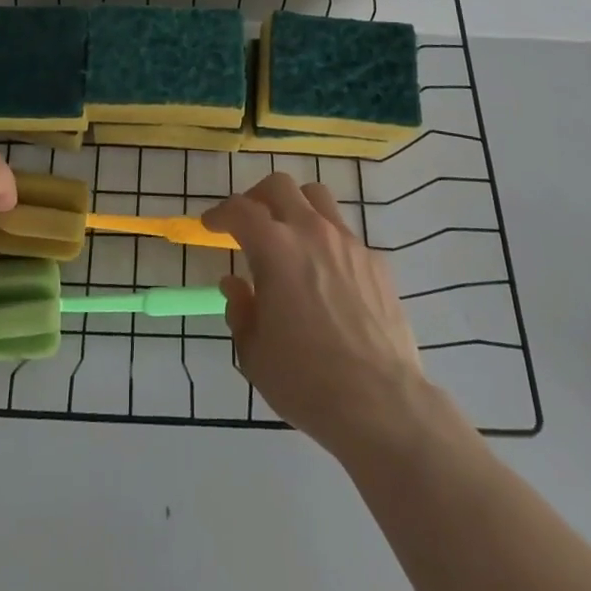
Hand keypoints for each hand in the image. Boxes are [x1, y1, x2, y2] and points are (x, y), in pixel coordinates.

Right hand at [203, 171, 431, 458]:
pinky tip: (327, 275)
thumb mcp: (254, 353)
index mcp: (275, 248)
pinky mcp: (376, 261)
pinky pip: (346, 235)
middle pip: (280, 186)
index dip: (220, 213)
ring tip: (289, 235)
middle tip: (249, 222)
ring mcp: (348, 243)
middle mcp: (311, 231)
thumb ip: (240, 310)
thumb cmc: (306, 380)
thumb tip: (236, 285)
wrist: (381, 404)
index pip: (240, 210)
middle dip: (257, 197)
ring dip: (296, 207)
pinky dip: (328, 241)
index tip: (210, 225)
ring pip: (318, 198)